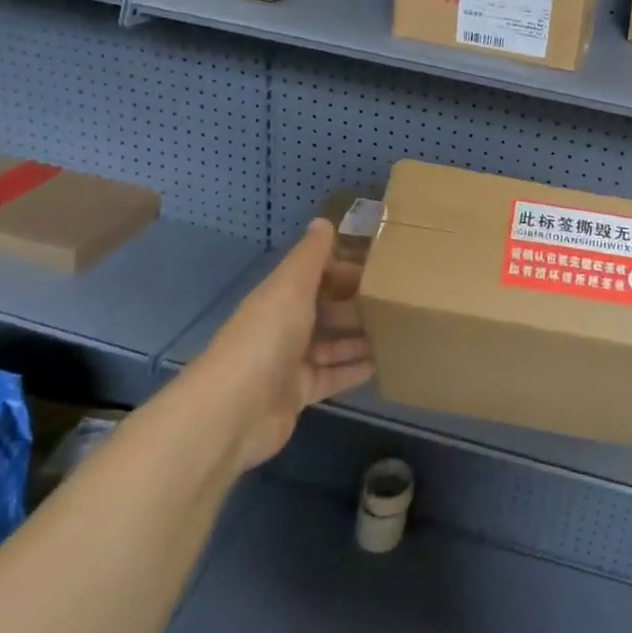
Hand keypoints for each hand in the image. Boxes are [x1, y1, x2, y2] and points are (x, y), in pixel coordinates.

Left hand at [193, 220, 374, 474]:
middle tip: (397, 301)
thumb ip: (311, 255)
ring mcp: (290, 362)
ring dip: (358, 337)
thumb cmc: (267, 338)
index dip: (344, 269)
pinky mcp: (299, 393)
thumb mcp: (291, 286)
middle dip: (356, 304)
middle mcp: (284, 325)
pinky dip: (353, 370)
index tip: (381, 268)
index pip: (315, 275)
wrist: (234, 411)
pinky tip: (381, 364)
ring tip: (396, 330)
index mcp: (280, 296)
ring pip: (331, 344)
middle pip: (325, 309)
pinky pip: (332, 376)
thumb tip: (324, 221)